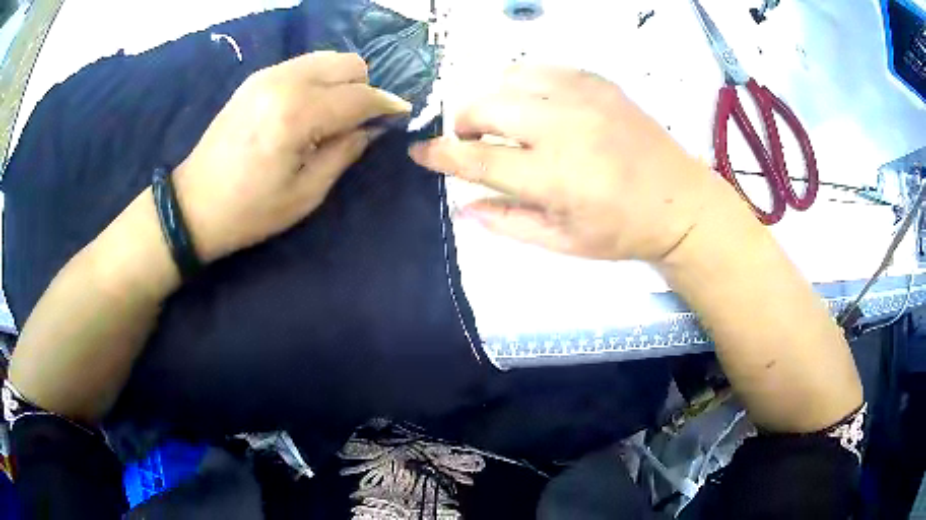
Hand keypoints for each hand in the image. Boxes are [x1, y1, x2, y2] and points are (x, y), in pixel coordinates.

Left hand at [175, 52, 410, 261]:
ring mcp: (267, 75)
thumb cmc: (250, 211)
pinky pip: (303, 65)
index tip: (400, 115)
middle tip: (358, 121)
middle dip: (364, 88)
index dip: (386, 105)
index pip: (359, 96)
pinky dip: (318, 80)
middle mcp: (284, 82)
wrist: (193, 205)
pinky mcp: (256, 79)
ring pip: (327, 59)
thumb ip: (345, 152)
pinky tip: (308, 109)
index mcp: (297, 114)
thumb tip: (372, 128)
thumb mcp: (306, 193)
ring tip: (332, 115)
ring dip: (341, 82)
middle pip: (348, 63)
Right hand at [409, 65, 722, 261]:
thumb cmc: (622, 231)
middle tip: (472, 142)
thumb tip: (461, 207)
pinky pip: (542, 68)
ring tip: (503, 121)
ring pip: (508, 78)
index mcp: (553, 176)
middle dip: (464, 124)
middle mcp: (562, 127)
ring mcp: (582, 97)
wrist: (679, 202)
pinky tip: (532, 103)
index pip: (476, 159)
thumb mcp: (562, 243)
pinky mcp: (598, 82)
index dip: (439, 155)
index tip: (420, 152)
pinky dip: (523, 83)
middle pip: (485, 107)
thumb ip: (506, 222)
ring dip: (492, 100)